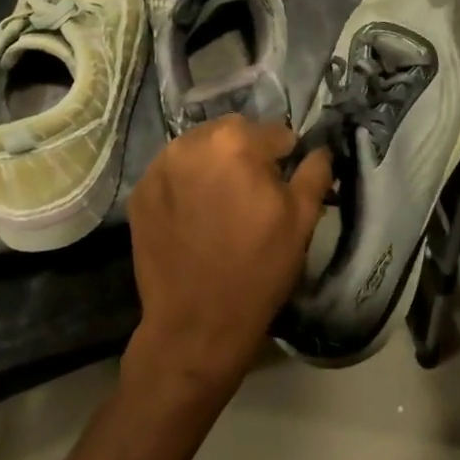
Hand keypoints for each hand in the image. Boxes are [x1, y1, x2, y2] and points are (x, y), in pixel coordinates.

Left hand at [125, 117, 332, 397]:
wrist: (195, 326)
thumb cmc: (257, 269)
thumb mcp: (302, 220)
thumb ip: (315, 171)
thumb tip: (320, 148)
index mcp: (235, 142)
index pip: (274, 133)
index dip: (284, 160)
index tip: (281, 189)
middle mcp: (192, 143)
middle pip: (233, 133)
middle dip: (246, 155)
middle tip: (251, 197)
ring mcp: (159, 167)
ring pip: (200, 149)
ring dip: (215, 165)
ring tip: (221, 205)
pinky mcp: (139, 192)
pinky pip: (173, 172)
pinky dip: (187, 184)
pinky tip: (194, 216)